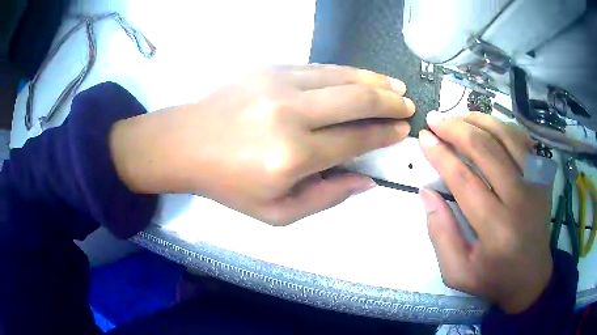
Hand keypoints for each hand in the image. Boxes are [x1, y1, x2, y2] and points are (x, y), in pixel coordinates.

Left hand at [110, 64, 414, 224]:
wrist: (187, 142)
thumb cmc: (228, 184)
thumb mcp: (277, 212)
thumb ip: (326, 197)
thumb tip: (366, 180)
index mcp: (293, 156)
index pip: (356, 139)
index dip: (384, 134)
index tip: (403, 131)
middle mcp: (291, 114)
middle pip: (357, 100)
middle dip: (390, 103)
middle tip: (408, 106)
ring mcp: (280, 83)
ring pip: (343, 77)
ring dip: (375, 82)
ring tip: (395, 88)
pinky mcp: (271, 68)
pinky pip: (321, 67)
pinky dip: (348, 72)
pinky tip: (362, 77)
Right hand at [418, 111, 552, 313]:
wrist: (531, 277)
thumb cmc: (493, 278)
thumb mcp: (457, 271)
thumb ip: (440, 234)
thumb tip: (426, 192)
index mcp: (496, 229)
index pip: (464, 179)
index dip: (440, 154)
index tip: (423, 137)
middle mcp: (519, 200)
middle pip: (486, 149)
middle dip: (455, 129)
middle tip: (435, 119)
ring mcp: (536, 183)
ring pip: (505, 135)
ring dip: (478, 120)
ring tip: (457, 117)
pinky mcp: (543, 177)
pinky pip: (522, 139)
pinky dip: (502, 126)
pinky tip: (487, 125)